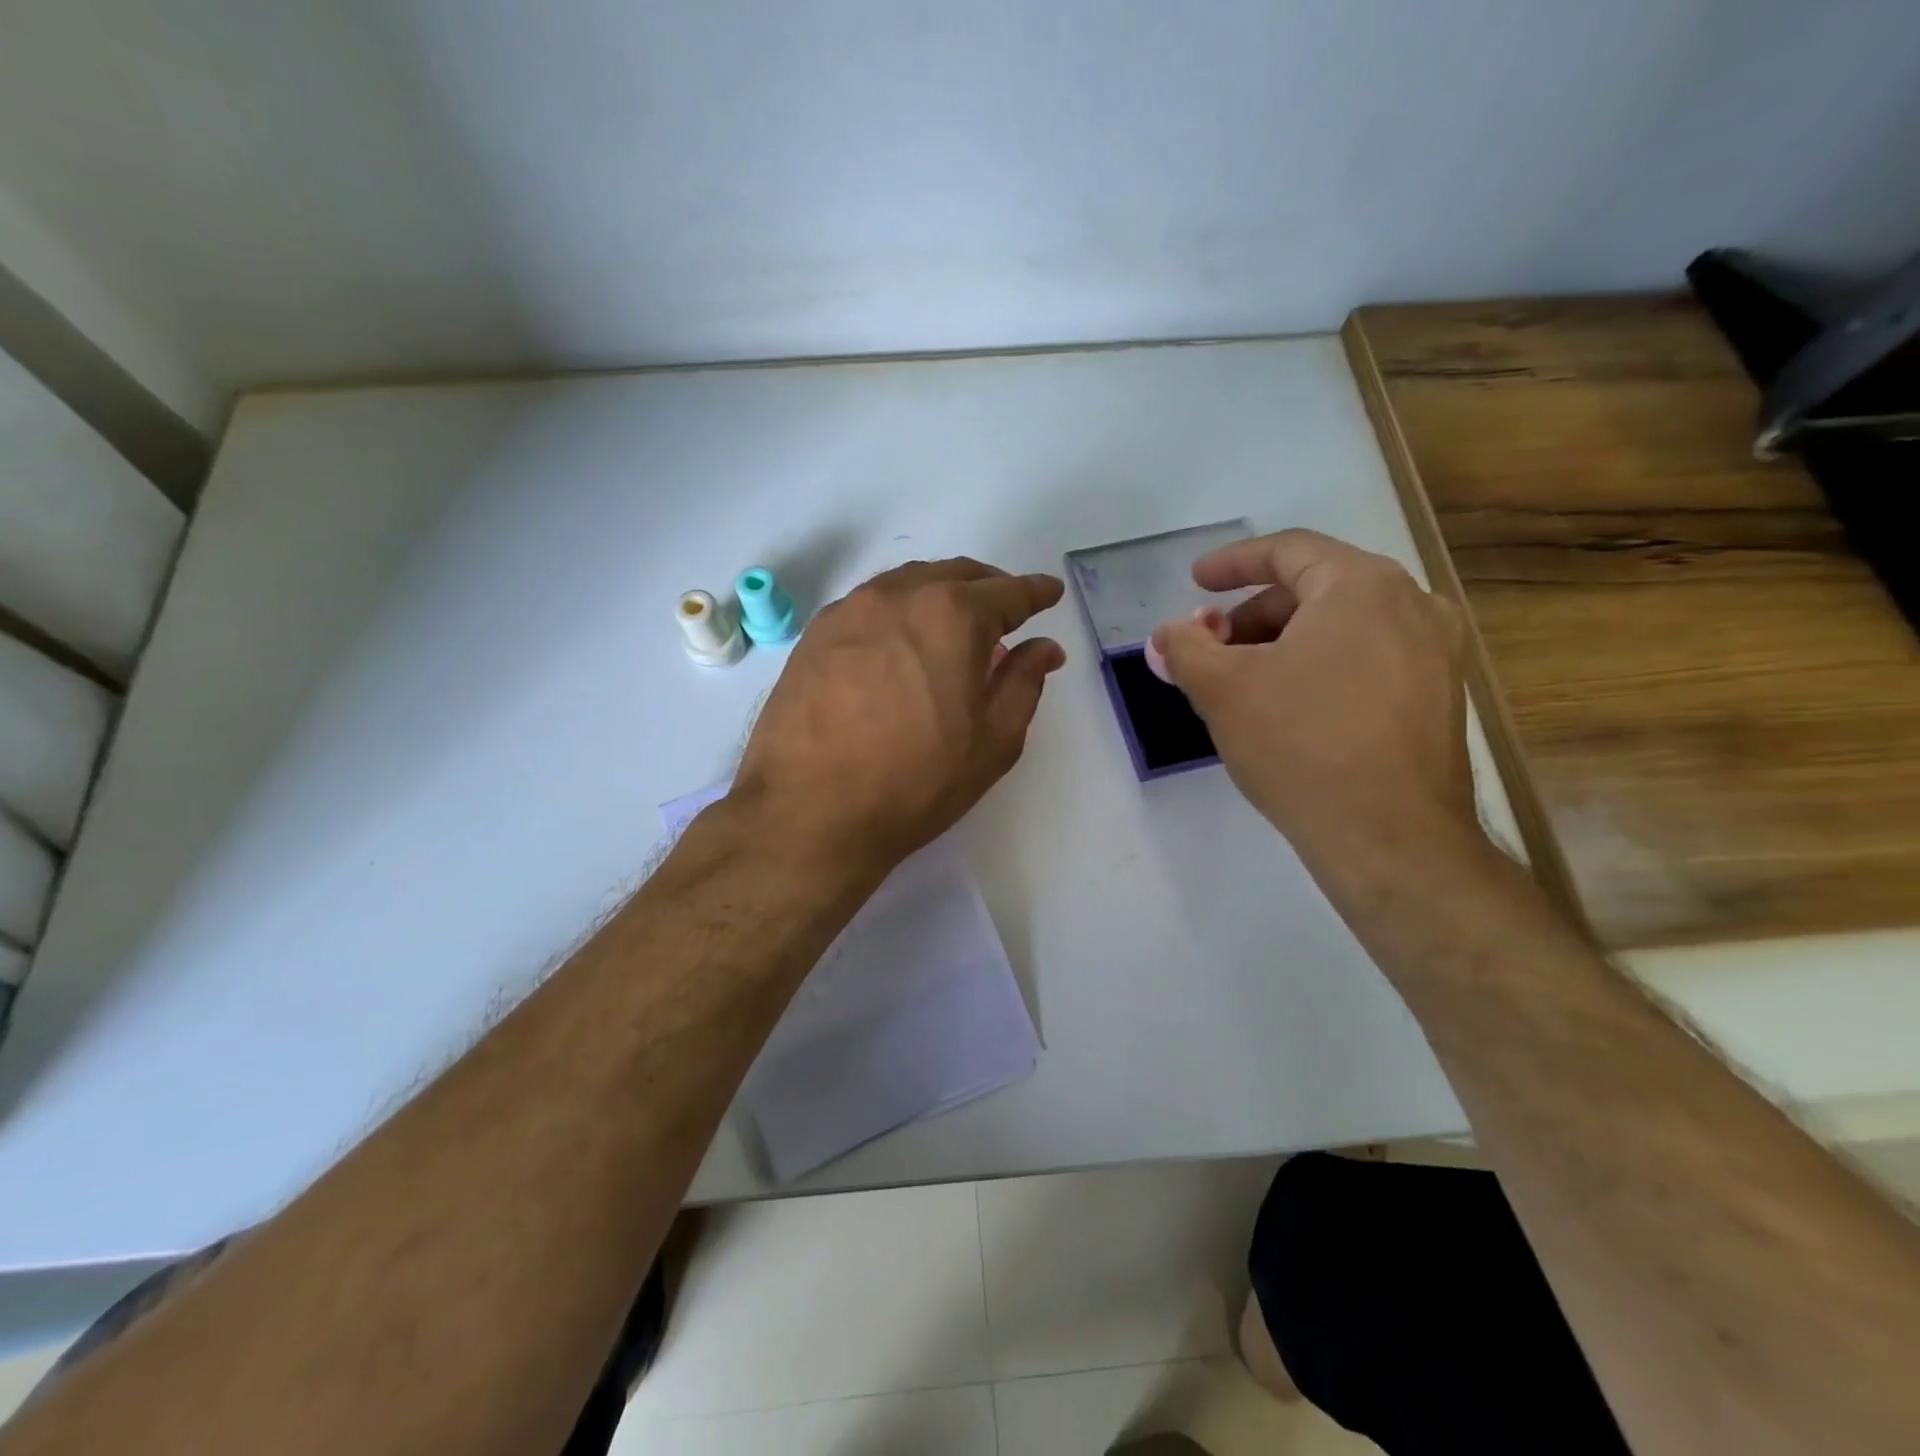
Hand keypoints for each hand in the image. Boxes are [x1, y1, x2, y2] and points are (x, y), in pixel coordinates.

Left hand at [733, 558, 1065, 874]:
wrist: (809, 812)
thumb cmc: (915, 781)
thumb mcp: (992, 741)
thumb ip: (1024, 683)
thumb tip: (1044, 647)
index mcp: (952, 616)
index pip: (1007, 593)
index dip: (1035, 592)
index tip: (1049, 593)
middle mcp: (899, 596)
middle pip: (955, 575)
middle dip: (988, 587)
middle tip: (1005, 609)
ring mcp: (850, 611)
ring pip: (908, 584)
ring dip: (940, 594)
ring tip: (953, 624)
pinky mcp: (815, 634)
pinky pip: (870, 606)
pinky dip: (898, 612)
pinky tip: (900, 642)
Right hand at [1150, 529, 1477, 864]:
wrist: (1389, 837)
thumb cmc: (1300, 744)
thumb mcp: (1222, 690)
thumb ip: (1185, 649)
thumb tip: (1166, 634)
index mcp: (1361, 586)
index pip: (1288, 550)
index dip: (1233, 562)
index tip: (1195, 581)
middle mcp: (1411, 605)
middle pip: (1316, 589)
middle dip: (1252, 614)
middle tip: (1211, 647)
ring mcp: (1435, 654)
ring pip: (1343, 628)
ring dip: (1285, 643)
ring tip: (1244, 682)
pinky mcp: (1439, 699)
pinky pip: (1369, 661)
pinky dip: (1322, 667)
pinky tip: (1291, 709)